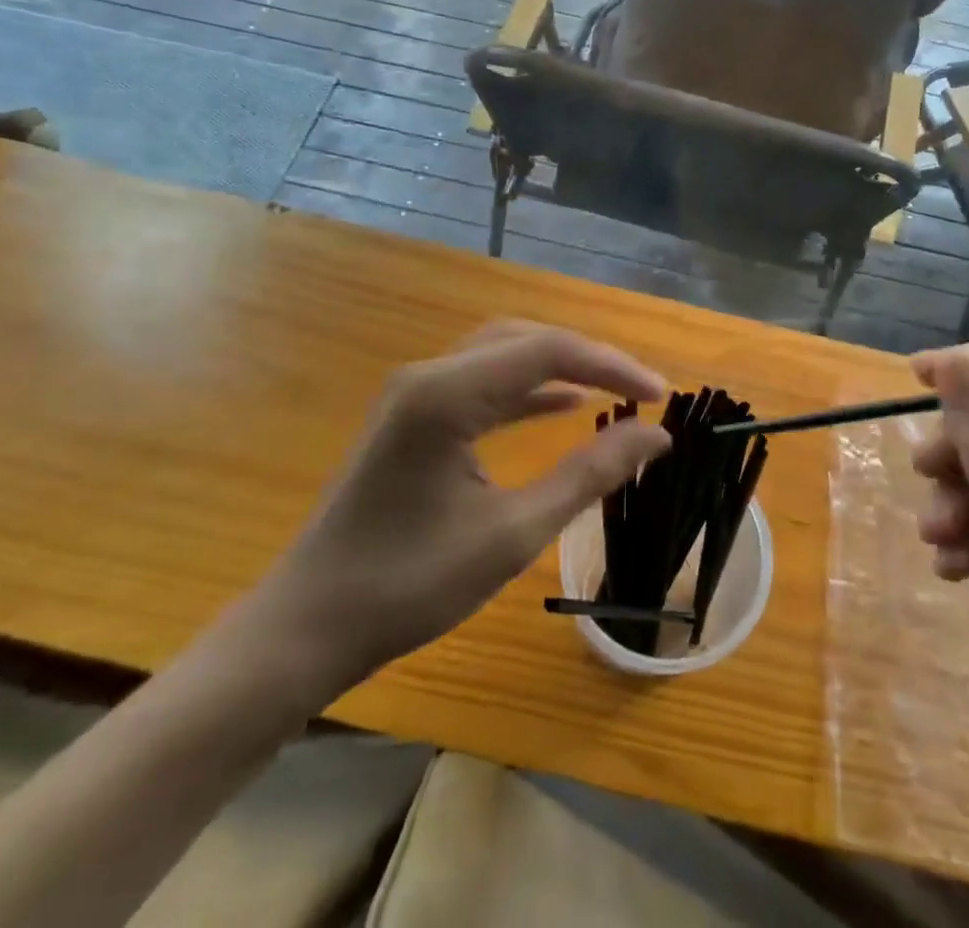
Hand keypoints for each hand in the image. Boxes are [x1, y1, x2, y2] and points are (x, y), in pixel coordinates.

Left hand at [249, 322, 669, 706]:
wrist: (305, 628)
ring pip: (503, 355)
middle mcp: (428, 375)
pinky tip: (562, 406)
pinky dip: (527, 390)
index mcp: (447, 393)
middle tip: (642, 391)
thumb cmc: (409, 585)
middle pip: (525, 340)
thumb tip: (655, 435)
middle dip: (589, 359)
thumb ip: (587, 475)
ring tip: (614, 391)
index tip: (662, 396)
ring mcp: (415, 393)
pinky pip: (482, 383)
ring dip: (559, 369)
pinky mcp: (412, 416)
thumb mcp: (512, 533)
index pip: (548, 351)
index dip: (612, 366)